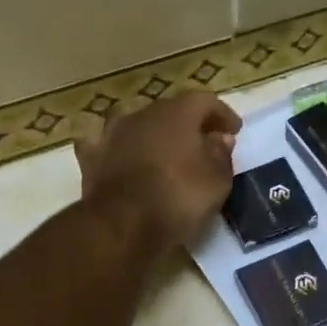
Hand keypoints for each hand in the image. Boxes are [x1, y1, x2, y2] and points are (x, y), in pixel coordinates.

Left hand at [75, 92, 241, 255]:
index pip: (205, 101)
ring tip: (163, 151)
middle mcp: (143, 114)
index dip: (222, 114)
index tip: (234, 130)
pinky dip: (117, 149)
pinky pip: (106, 145)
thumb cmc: (178, 197)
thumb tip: (220, 138)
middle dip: (188, 123)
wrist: (122, 224)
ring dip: (152, 133)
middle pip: (170, 110)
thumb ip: (221, 155)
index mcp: (178, 113)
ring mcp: (113, 133)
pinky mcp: (92, 157)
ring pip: (137, 123)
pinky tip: (120, 158)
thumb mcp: (217, 181)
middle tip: (203, 141)